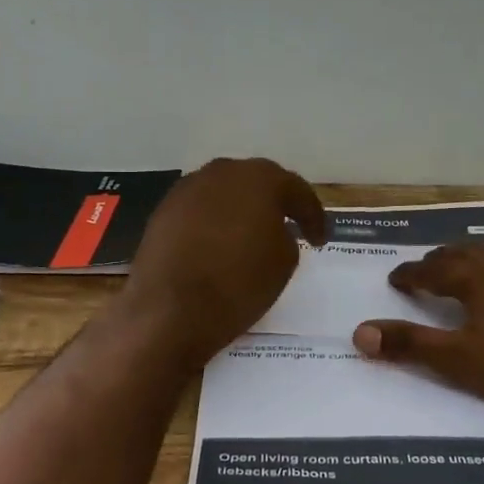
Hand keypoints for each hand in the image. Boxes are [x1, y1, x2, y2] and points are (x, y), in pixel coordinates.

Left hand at [119, 157, 327, 369]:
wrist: (169, 310)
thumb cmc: (238, 284)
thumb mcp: (284, 263)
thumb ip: (286, 237)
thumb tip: (273, 231)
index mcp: (260, 179)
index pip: (297, 191)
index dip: (313, 216)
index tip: (320, 240)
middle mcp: (222, 172)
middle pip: (257, 184)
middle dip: (275, 204)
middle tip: (289, 228)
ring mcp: (187, 189)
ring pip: (225, 194)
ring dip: (241, 211)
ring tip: (252, 237)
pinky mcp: (163, 211)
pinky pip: (201, 211)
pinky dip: (214, 223)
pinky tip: (219, 245)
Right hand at [352, 244, 483, 422]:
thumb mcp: (461, 361)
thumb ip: (411, 345)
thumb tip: (359, 332)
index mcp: (479, 279)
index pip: (434, 269)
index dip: (411, 273)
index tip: (396, 278)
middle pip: (468, 255)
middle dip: (442, 261)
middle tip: (428, 269)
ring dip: (479, 264)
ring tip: (470, 275)